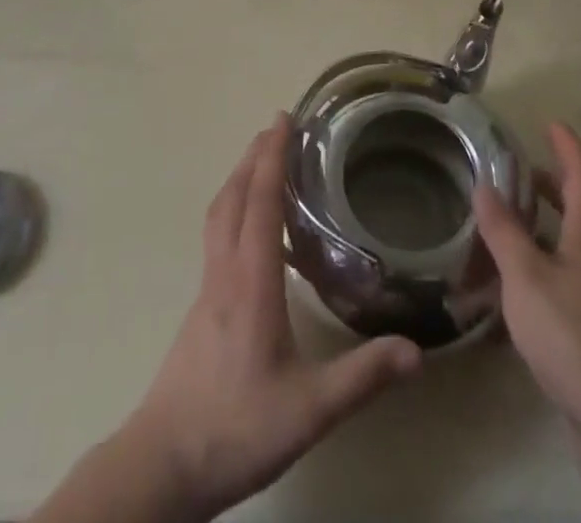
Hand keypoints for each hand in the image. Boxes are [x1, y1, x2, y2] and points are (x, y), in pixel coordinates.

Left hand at [123, 115, 422, 519]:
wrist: (164, 462)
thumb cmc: (236, 427)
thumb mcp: (309, 408)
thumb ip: (362, 376)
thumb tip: (416, 350)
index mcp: (251, 281)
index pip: (261, 201)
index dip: (273, 156)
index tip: (283, 118)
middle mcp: (225, 271)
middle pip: (235, 196)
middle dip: (255, 156)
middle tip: (276, 127)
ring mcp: (207, 288)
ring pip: (219, 214)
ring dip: (240, 178)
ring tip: (261, 162)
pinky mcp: (200, 306)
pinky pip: (217, 236)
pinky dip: (233, 209)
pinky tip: (251, 231)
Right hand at [473, 122, 580, 502]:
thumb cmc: (573, 335)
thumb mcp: (526, 277)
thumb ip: (503, 230)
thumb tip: (485, 185)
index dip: (568, 146)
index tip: (550, 123)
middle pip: (576, 209)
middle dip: (548, 186)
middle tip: (514, 173)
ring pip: (564, 247)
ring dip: (535, 230)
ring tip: (497, 226)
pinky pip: (558, 282)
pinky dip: (533, 269)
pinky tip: (505, 289)